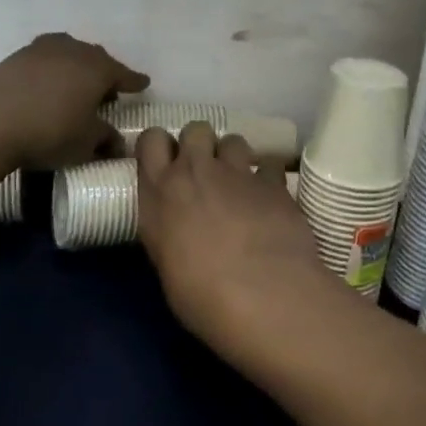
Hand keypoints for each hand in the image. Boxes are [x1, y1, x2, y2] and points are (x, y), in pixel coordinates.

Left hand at [0, 33, 148, 168]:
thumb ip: (105, 139)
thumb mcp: (85, 143)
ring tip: (74, 85)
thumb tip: (117, 143)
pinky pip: (43, 59)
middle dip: (104, 72)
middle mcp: (73, 51)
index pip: (123, 74)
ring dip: (76, 67)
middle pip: (96, 58)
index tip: (143, 84)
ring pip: (68, 52)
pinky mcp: (15, 57)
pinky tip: (46, 85)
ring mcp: (41, 50)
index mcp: (97, 69)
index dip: (134, 81)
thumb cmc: (49, 132)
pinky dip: (51, 69)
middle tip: (108, 90)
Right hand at [136, 122, 329, 357]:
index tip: (166, 163)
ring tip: (240, 184)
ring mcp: (238, 172)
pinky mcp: (275, 183)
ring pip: (233, 139)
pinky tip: (271, 199)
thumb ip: (169, 230)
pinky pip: (269, 165)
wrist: (262, 296)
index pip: (151, 139)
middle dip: (200, 144)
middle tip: (205, 172)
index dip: (160, 146)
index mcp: (160, 191)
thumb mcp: (166, 262)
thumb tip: (180, 231)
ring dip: (234, 157)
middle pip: (195, 129)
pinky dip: (268, 178)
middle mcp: (195, 171)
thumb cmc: (201, 295)